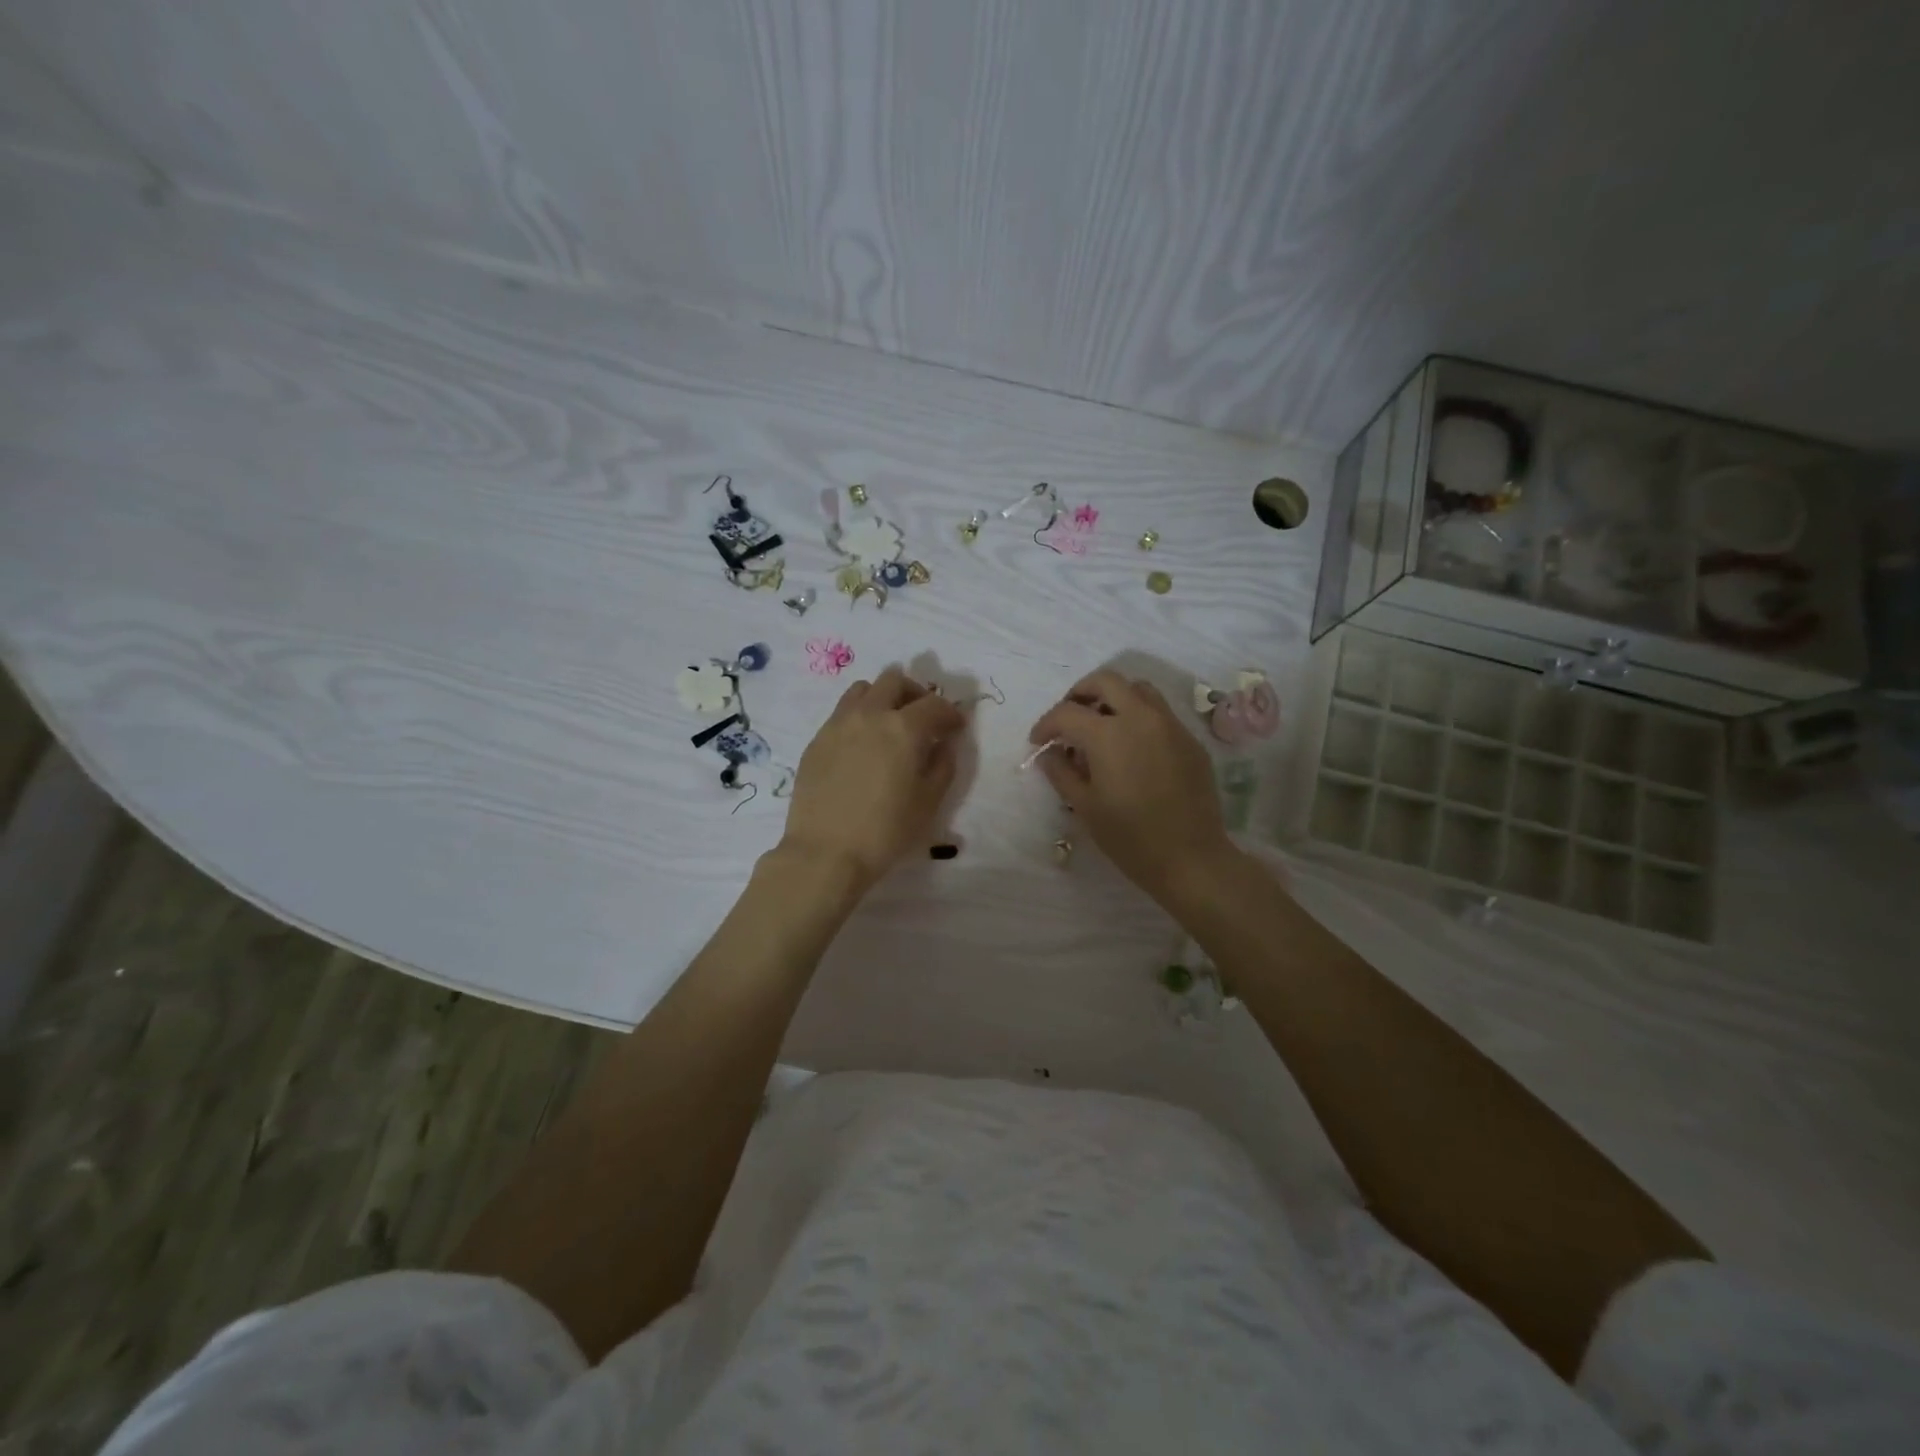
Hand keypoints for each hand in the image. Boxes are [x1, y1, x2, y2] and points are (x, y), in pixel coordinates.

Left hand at [779, 666, 965, 891]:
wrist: (825, 852)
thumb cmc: (886, 831)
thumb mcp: (928, 802)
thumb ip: (942, 765)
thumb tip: (944, 744)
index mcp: (903, 728)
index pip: (934, 704)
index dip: (950, 713)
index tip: (955, 727)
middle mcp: (870, 715)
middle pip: (894, 681)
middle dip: (915, 693)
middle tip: (923, 717)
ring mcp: (838, 724)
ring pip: (863, 689)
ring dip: (882, 697)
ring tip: (889, 722)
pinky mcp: (817, 740)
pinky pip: (841, 712)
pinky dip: (859, 716)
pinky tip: (862, 744)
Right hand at [1028, 670, 1233, 902]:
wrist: (1190, 858)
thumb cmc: (1129, 836)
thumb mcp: (1085, 806)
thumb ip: (1061, 772)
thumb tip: (1048, 753)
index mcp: (1108, 734)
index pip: (1067, 712)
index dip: (1046, 724)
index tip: (1038, 742)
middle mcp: (1141, 717)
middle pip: (1106, 681)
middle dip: (1080, 693)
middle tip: (1069, 719)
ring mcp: (1170, 725)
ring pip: (1138, 689)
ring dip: (1113, 698)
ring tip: (1101, 726)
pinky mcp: (1190, 741)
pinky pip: (1160, 713)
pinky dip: (1138, 717)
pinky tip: (1132, 750)